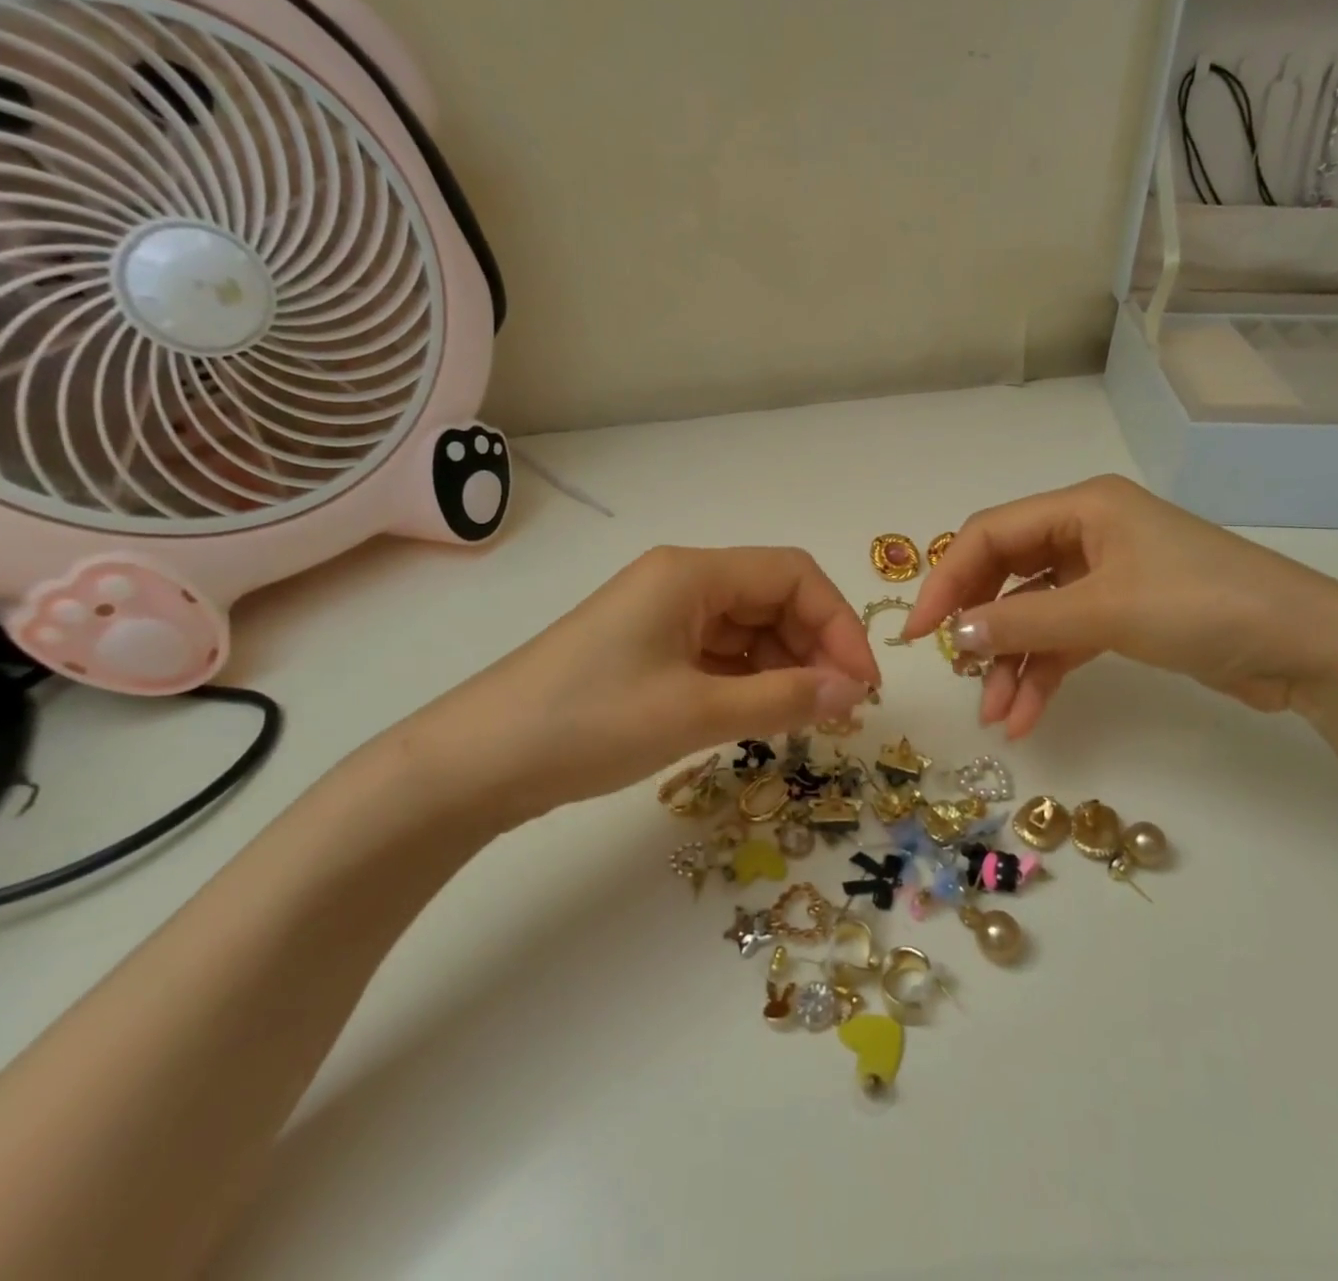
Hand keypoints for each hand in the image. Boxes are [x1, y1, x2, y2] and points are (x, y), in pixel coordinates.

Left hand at [393, 547, 879, 827]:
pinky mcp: (647, 652)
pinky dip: (750, 681)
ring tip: (806, 719)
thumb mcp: (696, 712)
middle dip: (815, 648)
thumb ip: (784, 699)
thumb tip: (854, 693)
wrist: (476, 763)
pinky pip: (718, 655)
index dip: (838, 624)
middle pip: (773, 599)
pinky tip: (763, 716)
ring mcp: (662, 618)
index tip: (862, 685)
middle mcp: (681, 583)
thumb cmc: (589, 723)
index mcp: (693, 573)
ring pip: (748, 630)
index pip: (793, 575)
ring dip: (785, 668)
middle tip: (839, 709)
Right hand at [900, 475, 1337, 737]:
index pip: (990, 535)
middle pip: (1006, 575)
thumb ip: (1023, 622)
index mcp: (1081, 507)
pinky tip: (1026, 716)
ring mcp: (1105, 576)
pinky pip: (1064, 640)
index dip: (947, 580)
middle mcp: (1087, 533)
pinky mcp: (1124, 615)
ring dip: (1011, 664)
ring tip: (996, 716)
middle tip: (956, 670)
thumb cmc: (1204, 605)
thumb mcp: (1105, 610)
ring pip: (1034, 616)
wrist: (1308, 649)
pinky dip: (1043, 675)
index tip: (920, 632)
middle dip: (981, 626)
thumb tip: (956, 634)